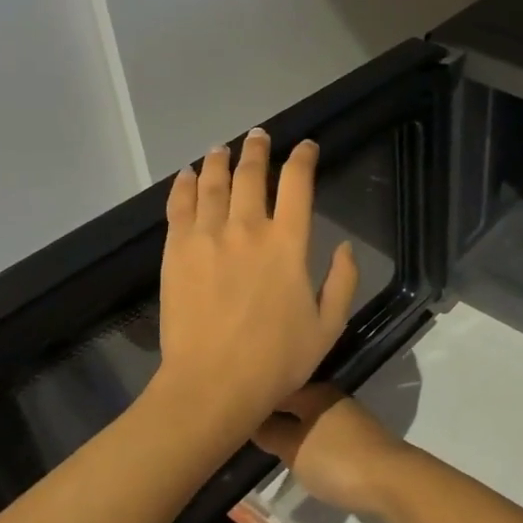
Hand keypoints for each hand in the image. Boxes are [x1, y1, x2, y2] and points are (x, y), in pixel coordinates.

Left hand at [158, 129, 358, 432]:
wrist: (211, 386)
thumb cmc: (276, 360)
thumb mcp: (328, 326)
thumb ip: (343, 281)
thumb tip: (346, 247)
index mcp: (288, 244)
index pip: (298, 184)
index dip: (303, 158)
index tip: (306, 147)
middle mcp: (247, 228)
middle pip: (252, 175)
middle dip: (258, 149)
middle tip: (260, 135)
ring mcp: (207, 237)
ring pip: (212, 183)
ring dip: (219, 161)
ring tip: (222, 148)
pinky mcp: (176, 251)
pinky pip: (179, 206)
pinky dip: (183, 185)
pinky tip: (186, 175)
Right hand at [254, 386, 417, 522]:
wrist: (391, 482)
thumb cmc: (337, 461)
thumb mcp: (294, 448)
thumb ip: (271, 432)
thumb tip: (251, 417)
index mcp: (315, 392)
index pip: (277, 386)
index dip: (255, 397)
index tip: (229, 410)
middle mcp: (330, 398)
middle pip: (293, 401)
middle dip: (270, 413)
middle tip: (240, 430)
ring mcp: (346, 419)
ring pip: (307, 419)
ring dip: (288, 428)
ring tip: (261, 444)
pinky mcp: (355, 439)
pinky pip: (320, 434)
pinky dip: (304, 441)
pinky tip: (294, 454)